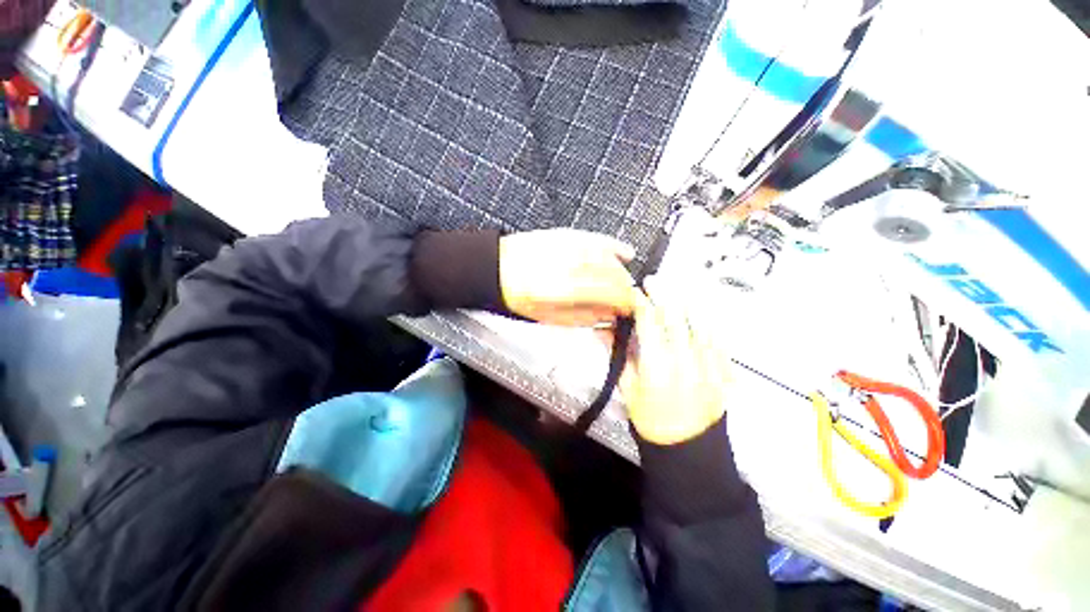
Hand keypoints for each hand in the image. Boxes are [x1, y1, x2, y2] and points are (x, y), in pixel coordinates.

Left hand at [499, 229, 636, 325]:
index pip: (611, 293)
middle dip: (627, 289)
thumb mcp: (550, 317)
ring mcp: (569, 246)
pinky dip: (615, 247)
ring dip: (622, 273)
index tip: (631, 308)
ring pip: (611, 257)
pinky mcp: (568, 234)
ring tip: (622, 283)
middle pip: (614, 274)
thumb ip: (584, 317)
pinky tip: (624, 254)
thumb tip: (609, 315)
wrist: (499, 269)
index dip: (627, 302)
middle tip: (628, 299)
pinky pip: (600, 239)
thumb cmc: (518, 295)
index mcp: (563, 289)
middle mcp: (569, 264)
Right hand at [599, 277, 728, 444]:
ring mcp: (709, 365)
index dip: (641, 303)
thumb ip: (618, 355)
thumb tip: (603, 330)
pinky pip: (718, 338)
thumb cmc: (651, 421)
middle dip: (663, 294)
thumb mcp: (627, 389)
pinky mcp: (725, 371)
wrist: (688, 449)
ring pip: (699, 323)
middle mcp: (685, 361)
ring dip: (685, 302)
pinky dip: (706, 322)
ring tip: (674, 291)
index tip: (634, 292)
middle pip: (676, 317)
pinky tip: (697, 313)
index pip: (649, 323)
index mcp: (657, 367)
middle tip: (653, 282)